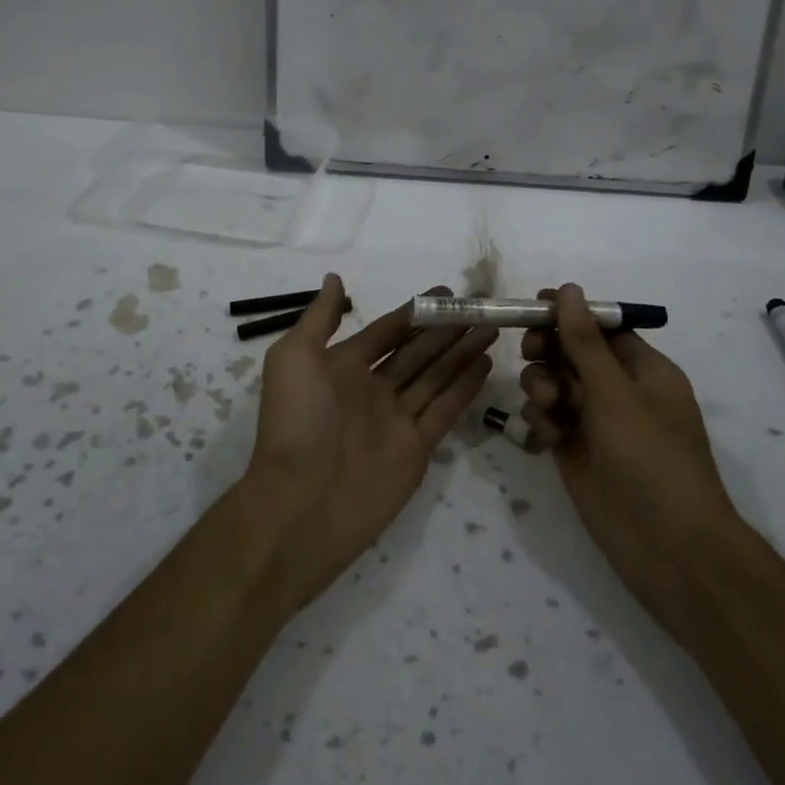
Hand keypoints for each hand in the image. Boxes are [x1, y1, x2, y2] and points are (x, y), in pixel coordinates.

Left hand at [243, 274, 494, 607]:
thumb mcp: (294, 358)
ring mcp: (396, 420)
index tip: (446, 291)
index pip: (387, 331)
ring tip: (490, 328)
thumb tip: (336, 279)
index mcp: (342, 366)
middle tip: (479, 307)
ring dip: (461, 351)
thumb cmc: (296, 423)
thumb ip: (320, 318)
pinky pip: (445, 409)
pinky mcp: (417, 448)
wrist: (301, 505)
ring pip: (436, 376)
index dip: (415, 311)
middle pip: (417, 351)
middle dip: (446, 329)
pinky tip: (485, 363)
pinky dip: (465, 386)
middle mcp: (372, 389)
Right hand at [519, 284, 739, 627]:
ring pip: (555, 384)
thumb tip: (569, 289)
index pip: (601, 328)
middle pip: (572, 353)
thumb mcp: (615, 392)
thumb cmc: (650, 457)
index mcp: (644, 370)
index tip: (532, 307)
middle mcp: (619, 391)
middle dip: (549, 350)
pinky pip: (548, 419)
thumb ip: (584, 341)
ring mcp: (596, 423)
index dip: (568, 314)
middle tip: (530, 353)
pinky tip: (546, 437)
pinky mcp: (574, 451)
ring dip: (543, 385)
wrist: (667, 547)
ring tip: (546, 405)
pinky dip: (542, 420)